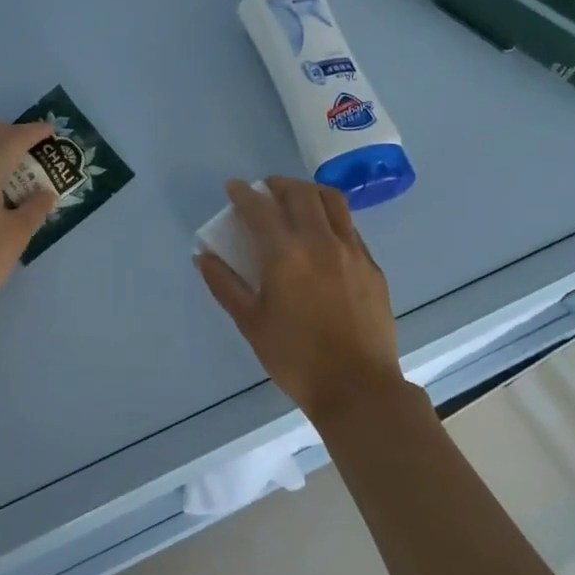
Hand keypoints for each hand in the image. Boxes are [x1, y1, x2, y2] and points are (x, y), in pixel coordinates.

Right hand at [195, 177, 405, 424]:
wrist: (358, 388)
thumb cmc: (296, 359)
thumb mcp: (251, 324)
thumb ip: (225, 285)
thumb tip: (203, 257)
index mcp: (286, 255)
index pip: (260, 208)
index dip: (243, 193)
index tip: (234, 187)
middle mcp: (320, 242)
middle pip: (299, 194)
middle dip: (278, 185)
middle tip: (265, 191)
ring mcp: (351, 251)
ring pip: (332, 201)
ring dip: (309, 192)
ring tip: (297, 200)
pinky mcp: (372, 266)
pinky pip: (350, 226)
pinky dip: (331, 217)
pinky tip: (324, 234)